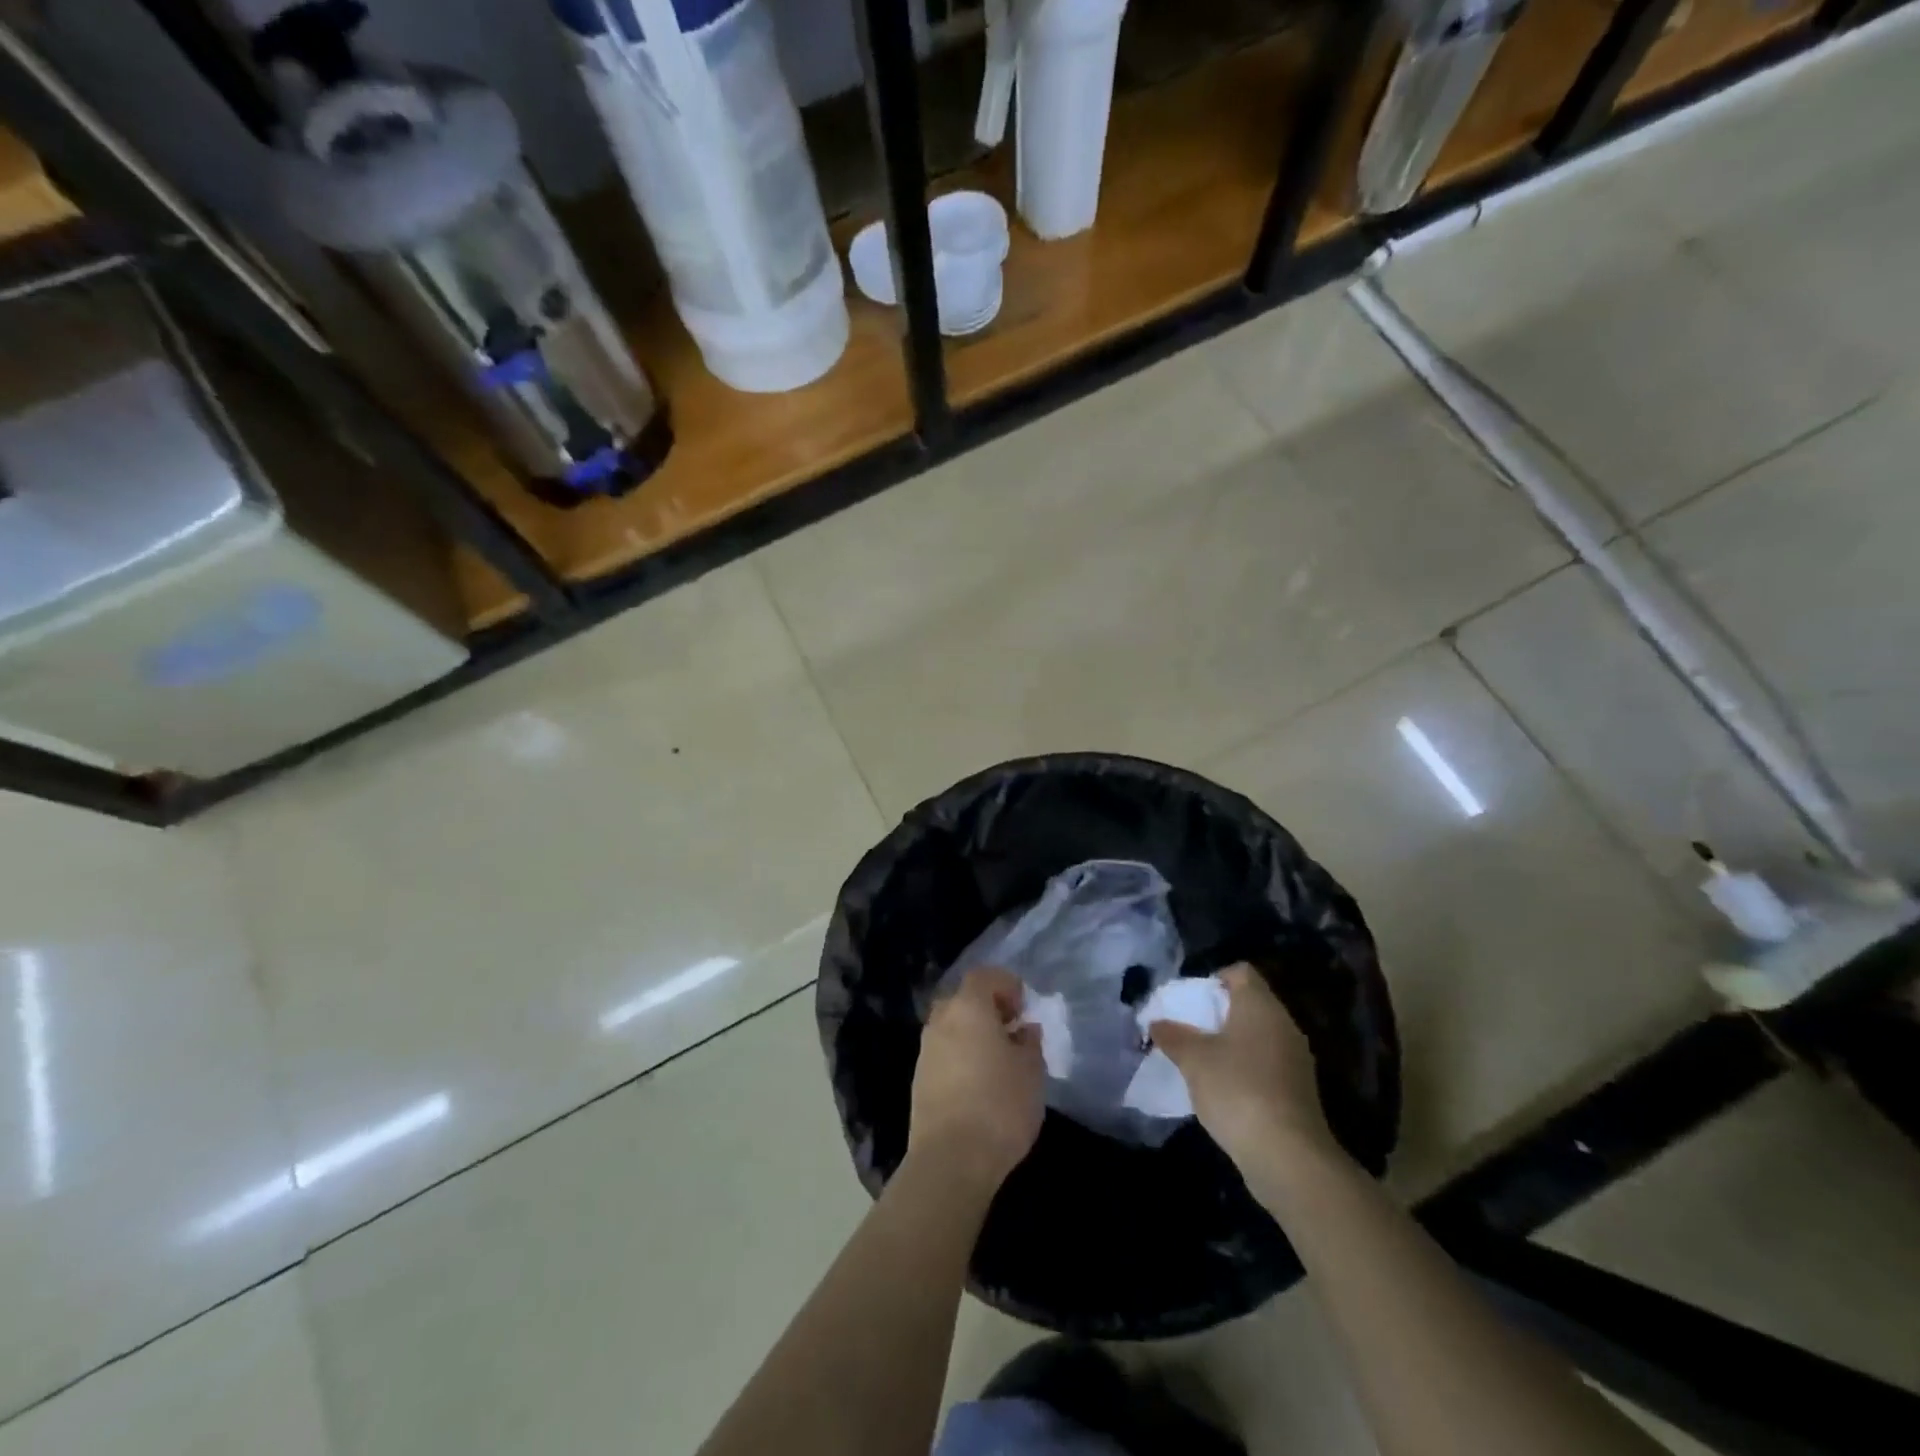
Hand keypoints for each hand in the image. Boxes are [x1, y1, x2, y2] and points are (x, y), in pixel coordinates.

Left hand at [908, 966, 1045, 1194]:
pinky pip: (944, 1053)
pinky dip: (962, 1057)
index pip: (985, 976)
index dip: (1007, 985)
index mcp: (968, 1007)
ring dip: (974, 1035)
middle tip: (1012, 1033)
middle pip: (964, 999)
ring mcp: (926, 1050)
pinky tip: (980, 1085)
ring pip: (952, 1028)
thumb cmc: (999, 1105)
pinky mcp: (919, 1079)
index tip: (1024, 1009)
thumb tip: (1023, 1030)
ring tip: (999, 1063)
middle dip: (988, 1009)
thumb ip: (1029, 1043)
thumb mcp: (1032, 1071)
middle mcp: (941, 1020)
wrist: (950, 1160)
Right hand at [1149, 963, 1345, 1190]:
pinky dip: (1246, 1067)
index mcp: (1261, 1006)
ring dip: (1232, 1043)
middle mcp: (1284, 1025)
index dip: (1215, 978)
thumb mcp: (1193, 1060)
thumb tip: (1156, 1023)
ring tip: (1202, 1060)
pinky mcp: (1299, 1090)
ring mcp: (1296, 1059)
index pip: (1241, 972)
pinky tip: (1225, 1089)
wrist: (1288, 1155)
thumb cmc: (1236, 1089)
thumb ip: (1173, 1036)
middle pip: (1250, 1004)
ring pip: (1259, 1036)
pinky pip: (1268, 1063)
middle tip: (1190, 1029)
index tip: (1192, 1000)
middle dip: (1219, 1013)